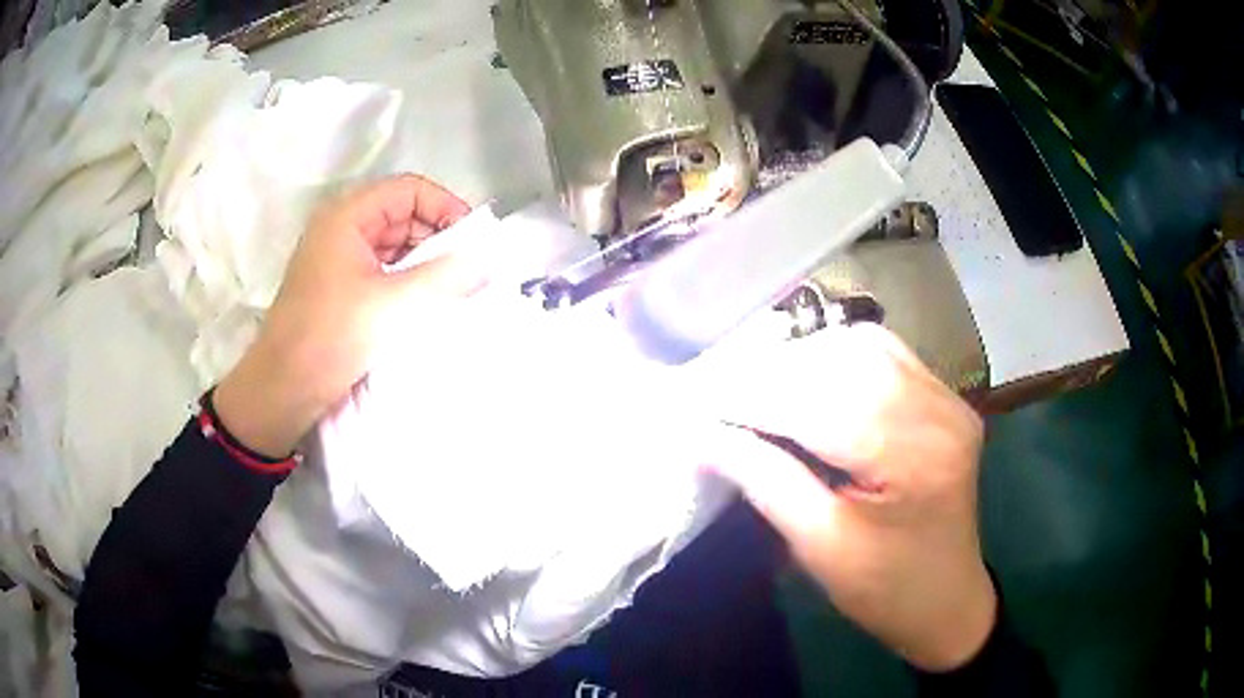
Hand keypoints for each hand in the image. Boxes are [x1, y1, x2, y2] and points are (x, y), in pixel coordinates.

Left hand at [214, 175, 485, 457]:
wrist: (283, 388)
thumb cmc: (331, 336)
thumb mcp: (392, 304)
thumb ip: (444, 277)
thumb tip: (487, 261)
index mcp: (348, 216)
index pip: (409, 190)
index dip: (445, 207)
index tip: (474, 241)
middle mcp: (342, 228)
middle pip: (402, 214)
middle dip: (438, 237)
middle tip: (468, 270)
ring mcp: (339, 258)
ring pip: (394, 245)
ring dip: (425, 262)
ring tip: (453, 289)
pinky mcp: (340, 287)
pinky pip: (383, 270)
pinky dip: (407, 280)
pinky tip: (427, 303)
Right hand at [707, 323, 994, 671]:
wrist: (947, 597)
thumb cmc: (885, 589)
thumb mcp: (821, 547)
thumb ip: (766, 482)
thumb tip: (704, 436)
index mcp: (914, 460)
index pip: (822, 407)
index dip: (752, 399)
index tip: (696, 403)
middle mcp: (939, 412)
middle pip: (843, 364)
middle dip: (772, 374)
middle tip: (719, 394)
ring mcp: (947, 398)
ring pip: (861, 347)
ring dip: (801, 360)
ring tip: (756, 387)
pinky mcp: (942, 397)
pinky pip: (882, 353)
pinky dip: (834, 357)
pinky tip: (806, 378)